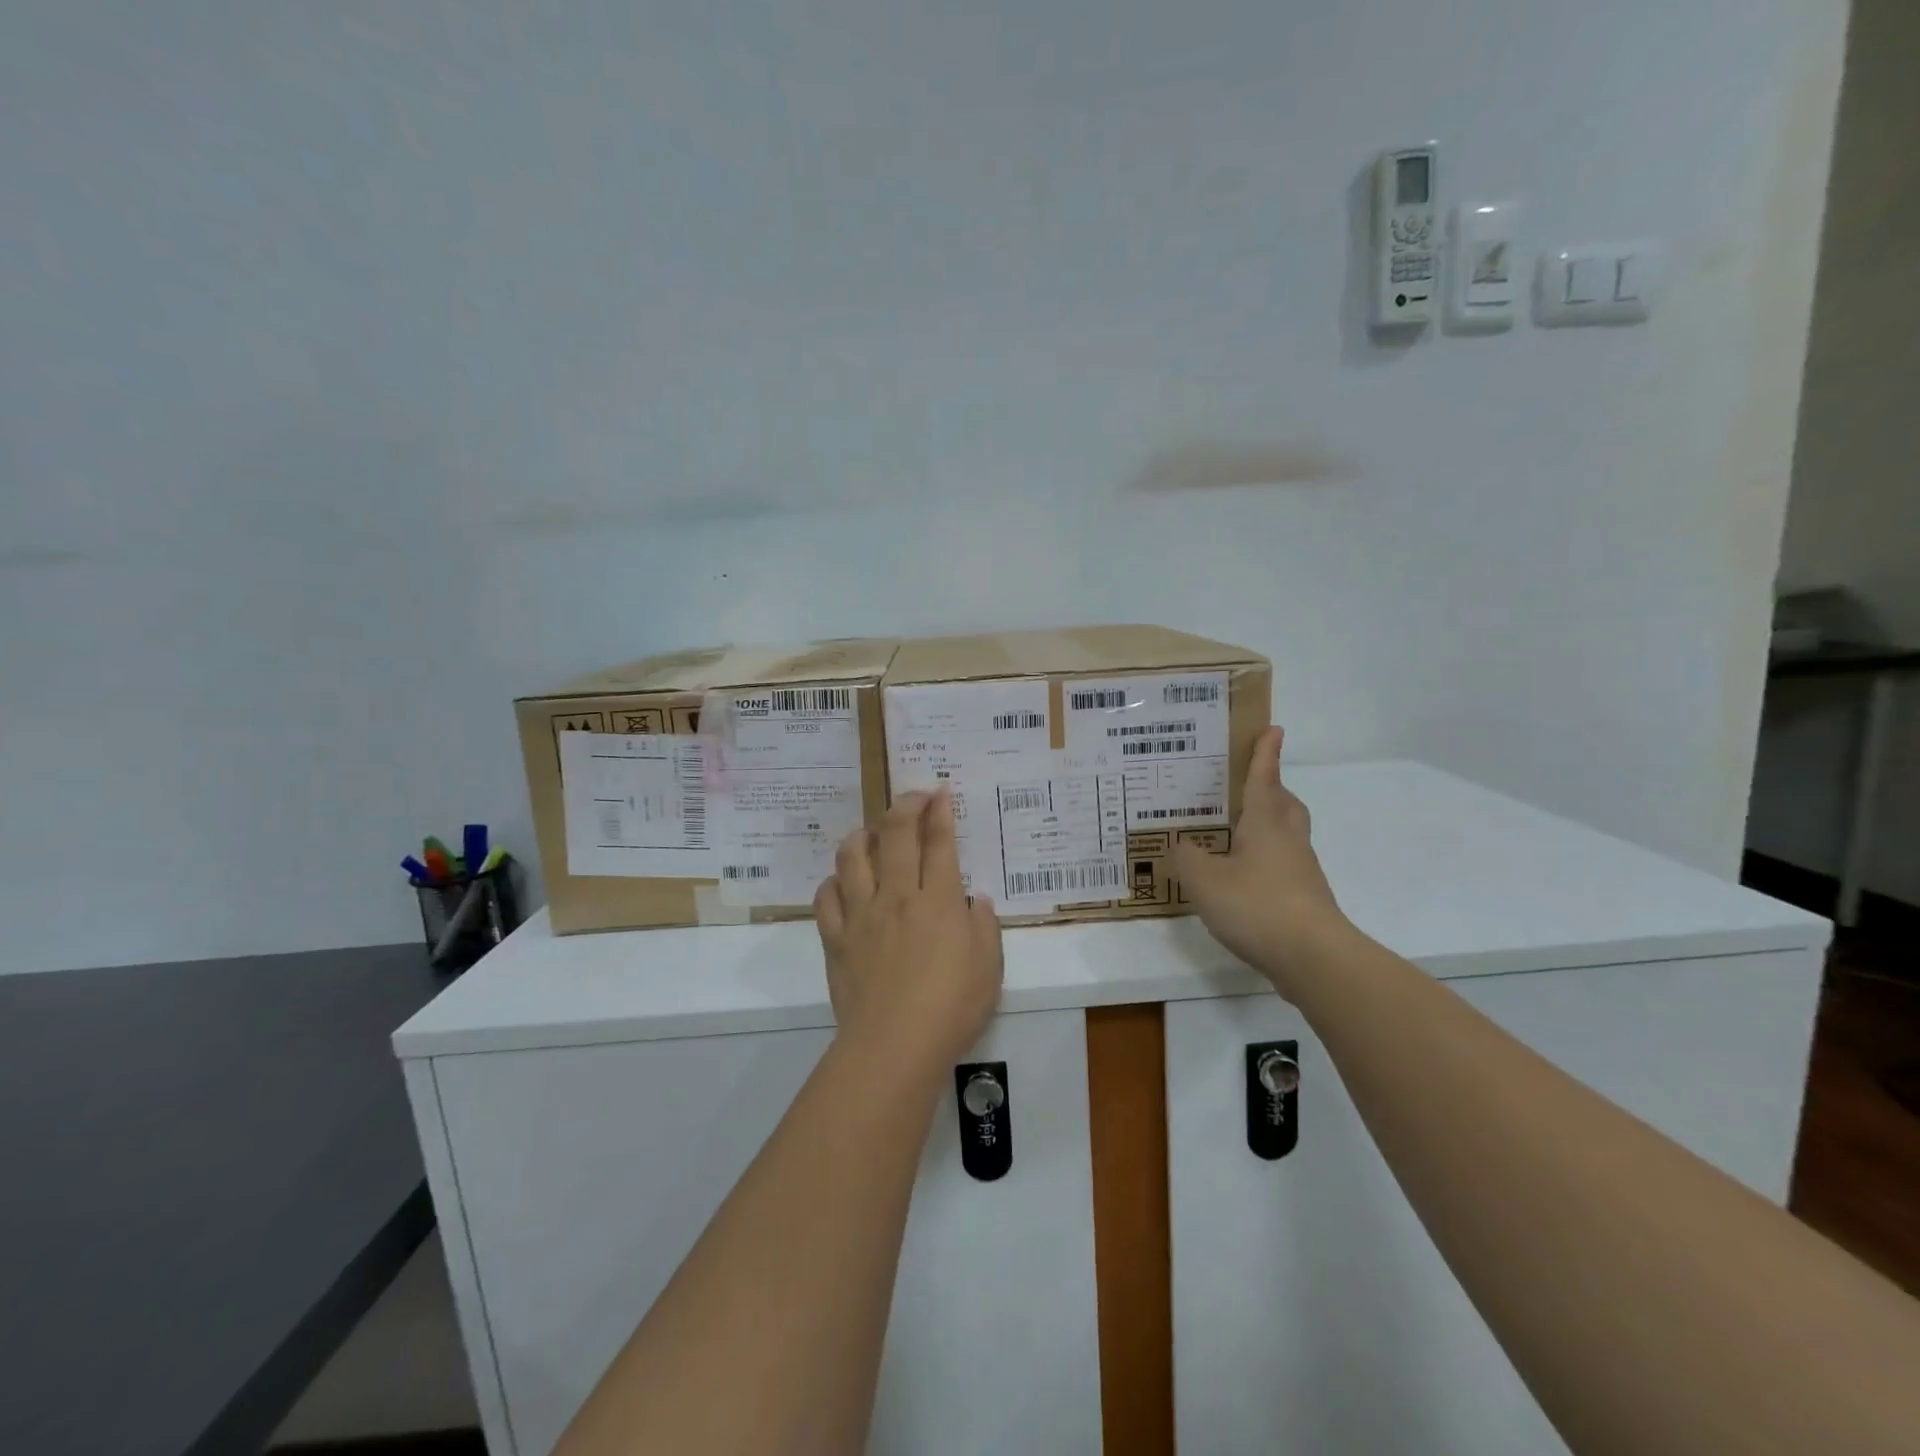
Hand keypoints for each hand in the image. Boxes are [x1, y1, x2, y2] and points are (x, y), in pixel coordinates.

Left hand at [814, 788, 1004, 1068]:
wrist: (893, 1047)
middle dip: (905, 805)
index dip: (939, 810)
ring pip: (852, 856)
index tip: (940, 791)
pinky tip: (844, 882)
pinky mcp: (836, 938)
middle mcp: (896, 896)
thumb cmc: (951, 1008)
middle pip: (894, 835)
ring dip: (863, 834)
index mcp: (937, 900)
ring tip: (873, 833)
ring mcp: (861, 914)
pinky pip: (826, 896)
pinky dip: (834, 881)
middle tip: (914, 796)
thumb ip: (985, 927)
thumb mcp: (989, 968)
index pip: (938, 841)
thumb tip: (976, 900)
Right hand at [1173, 726, 1349, 998]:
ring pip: (1287, 836)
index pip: (1264, 779)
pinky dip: (1265, 862)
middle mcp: (1287, 841)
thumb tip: (1179, 844)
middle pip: (1285, 805)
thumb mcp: (1204, 879)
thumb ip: (1186, 858)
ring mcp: (1301, 872)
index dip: (1264, 755)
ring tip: (1237, 833)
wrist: (1313, 958)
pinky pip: (1283, 867)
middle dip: (1272, 789)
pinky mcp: (1304, 901)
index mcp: (1265, 824)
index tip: (1272, 729)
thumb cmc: (1257, 905)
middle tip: (1251, 784)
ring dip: (1268, 826)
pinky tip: (1242, 879)